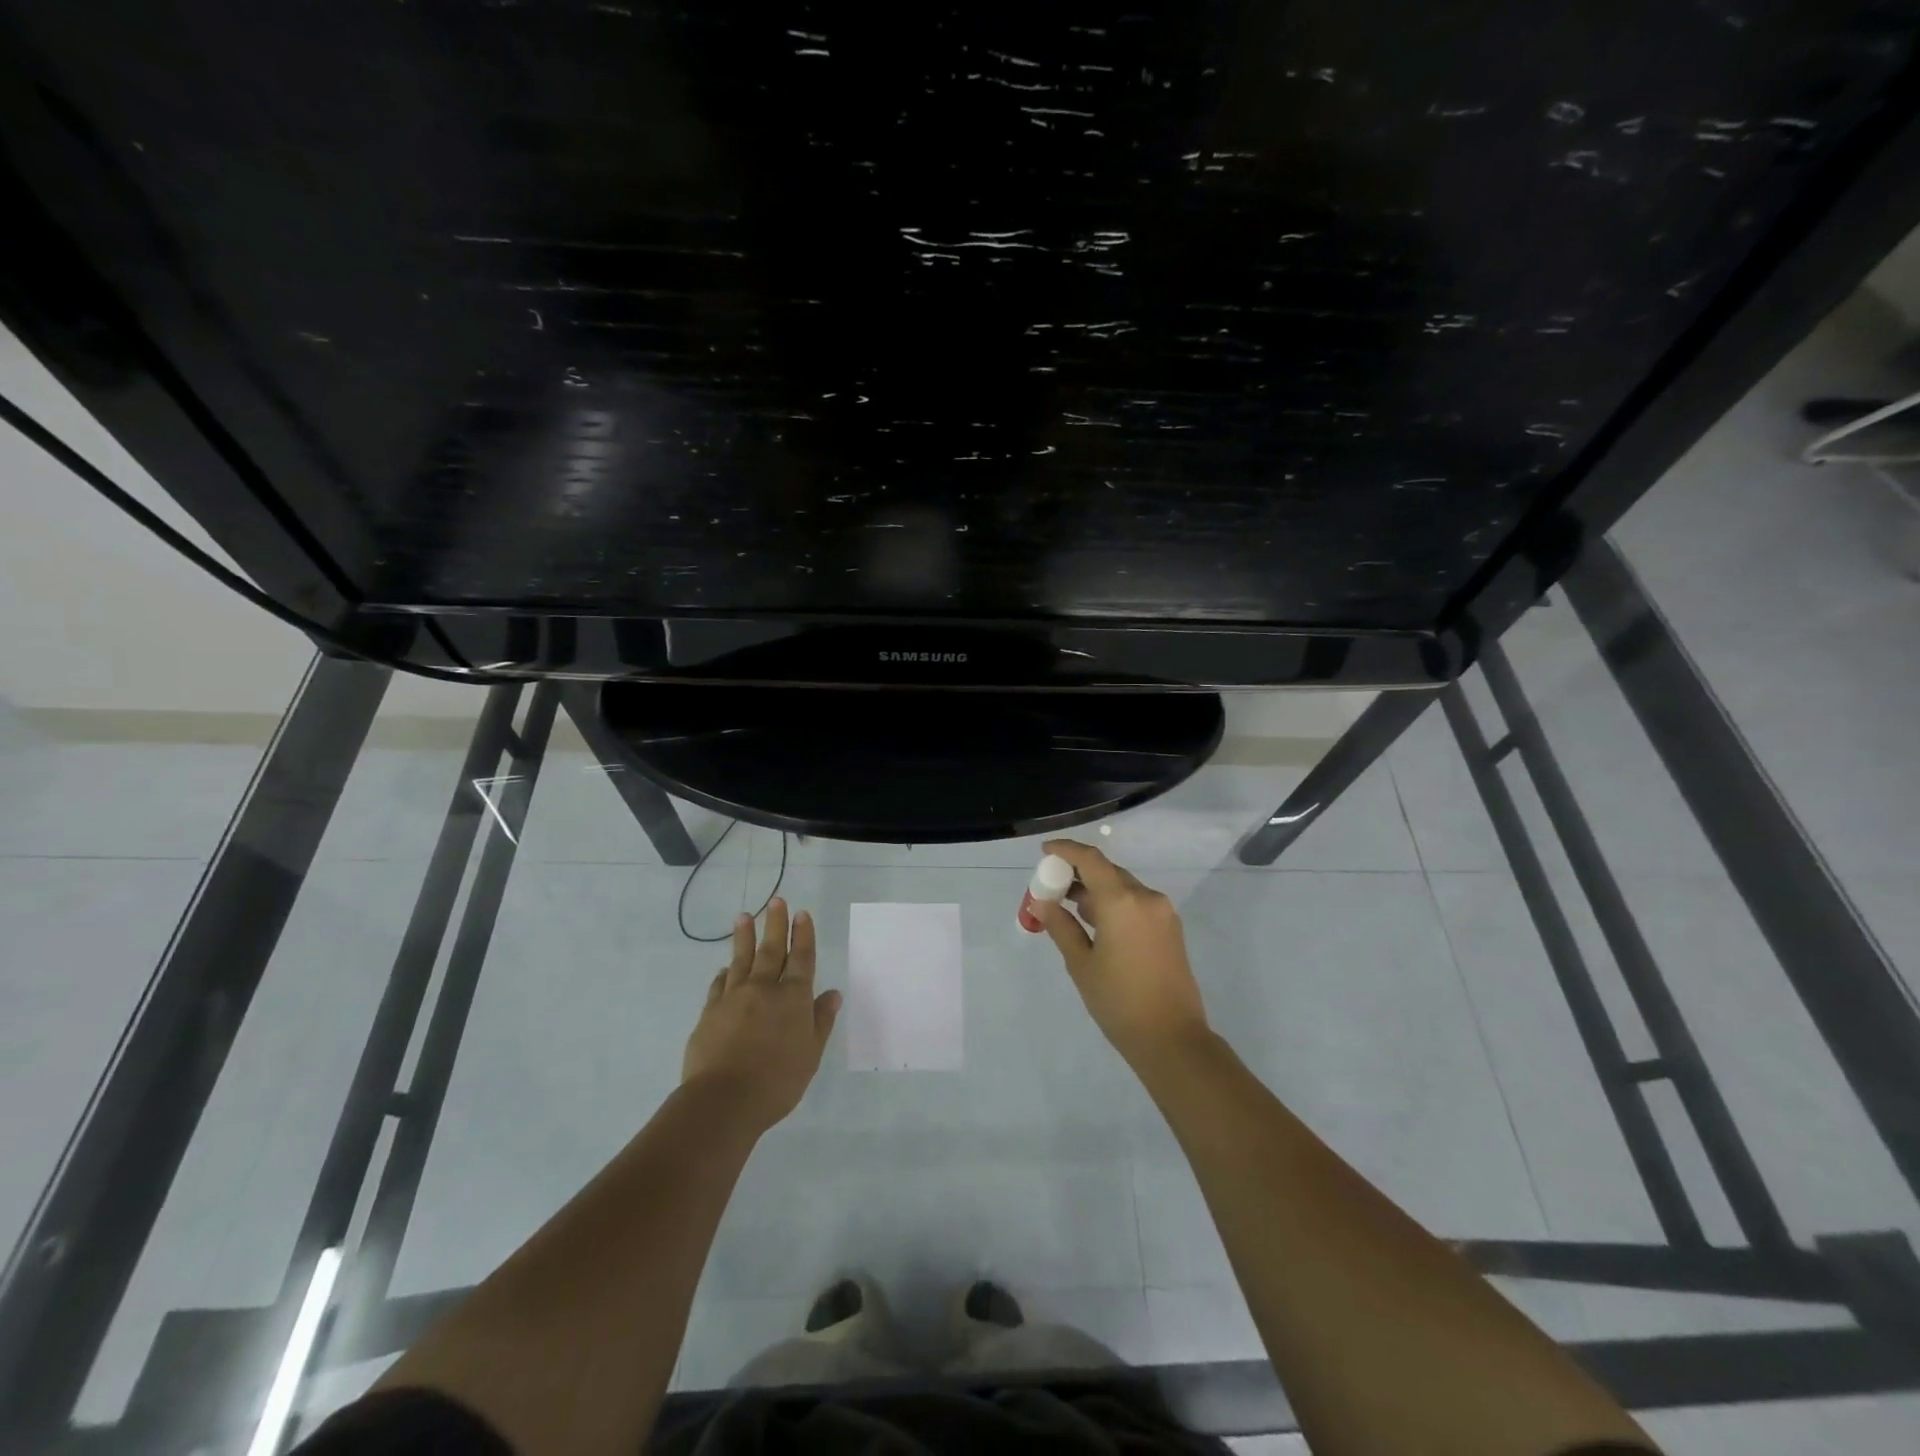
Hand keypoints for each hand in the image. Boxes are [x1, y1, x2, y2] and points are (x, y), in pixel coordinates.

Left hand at [682, 899, 841, 1131]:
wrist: (723, 1101)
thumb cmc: (777, 1081)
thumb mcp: (811, 1055)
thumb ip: (821, 1021)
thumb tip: (832, 994)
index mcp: (793, 998)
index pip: (801, 958)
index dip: (802, 935)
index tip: (802, 914)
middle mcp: (764, 989)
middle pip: (771, 950)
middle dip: (775, 924)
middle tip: (776, 901)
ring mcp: (734, 998)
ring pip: (741, 959)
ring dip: (744, 937)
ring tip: (744, 916)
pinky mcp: (710, 1013)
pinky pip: (720, 985)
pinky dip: (725, 973)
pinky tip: (725, 968)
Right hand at [1035, 840, 1210, 1066]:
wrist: (1172, 1039)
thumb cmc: (1119, 1002)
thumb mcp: (1081, 964)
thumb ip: (1061, 926)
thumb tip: (1042, 902)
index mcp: (1122, 902)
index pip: (1090, 860)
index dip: (1066, 850)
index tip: (1045, 851)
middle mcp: (1146, 898)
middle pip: (1108, 871)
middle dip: (1079, 872)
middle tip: (1052, 886)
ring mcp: (1163, 912)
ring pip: (1123, 887)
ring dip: (1096, 890)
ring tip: (1069, 907)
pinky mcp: (1170, 928)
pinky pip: (1137, 903)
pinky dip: (1114, 903)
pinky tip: (1096, 923)